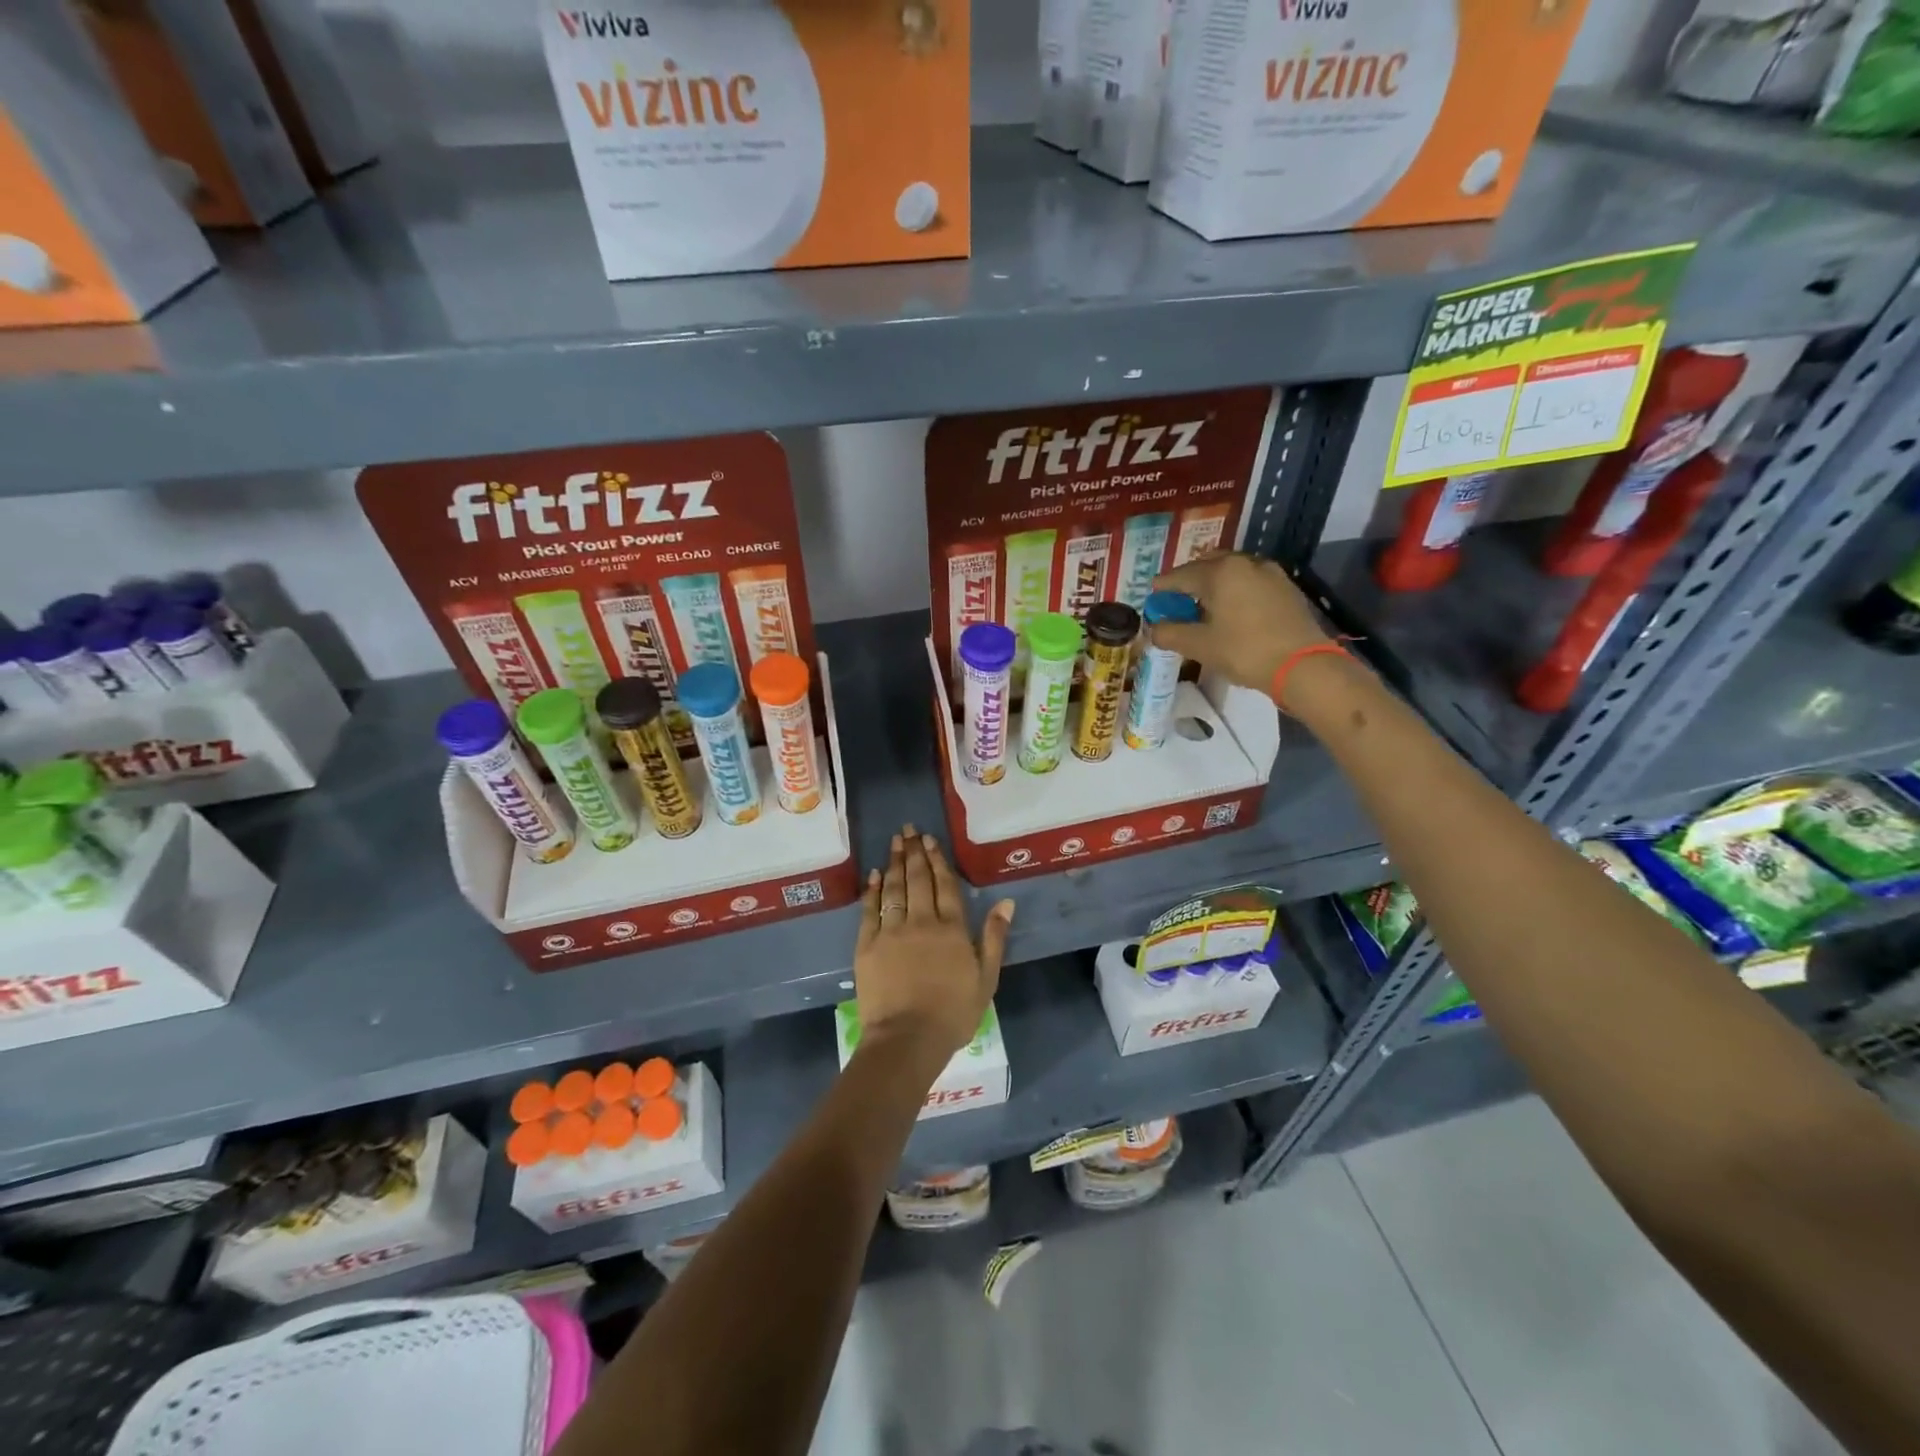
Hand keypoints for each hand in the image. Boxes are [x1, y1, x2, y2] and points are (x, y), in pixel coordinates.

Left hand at [854, 825, 1014, 1060]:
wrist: (907, 1039)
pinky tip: (873, 875)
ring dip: (894, 862)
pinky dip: (872, 890)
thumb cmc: (953, 1014)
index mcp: (951, 928)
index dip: (938, 860)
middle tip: (909, 829)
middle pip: (917, 879)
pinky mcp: (867, 944)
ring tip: (894, 841)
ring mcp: (891, 931)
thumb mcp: (986, 979)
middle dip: (914, 851)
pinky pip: (870, 909)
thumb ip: (994, 937)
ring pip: (893, 888)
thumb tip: (1006, 902)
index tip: (930, 840)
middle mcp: (921, 921)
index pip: (944, 884)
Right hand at [1150, 552, 1330, 693]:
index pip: (1181, 575)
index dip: (1163, 586)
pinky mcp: (1286, 588)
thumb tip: (1153, 629)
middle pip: (1209, 564)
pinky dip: (1236, 589)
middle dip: (1190, 578)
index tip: (1152, 594)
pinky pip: (1251, 581)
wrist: (1303, 665)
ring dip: (1215, 582)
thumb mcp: (1200, 646)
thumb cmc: (1244, 651)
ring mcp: (1270, 573)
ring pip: (1233, 570)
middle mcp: (1245, 563)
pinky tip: (1233, 610)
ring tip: (1206, 604)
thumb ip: (1170, 633)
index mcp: (1220, 572)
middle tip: (1178, 597)